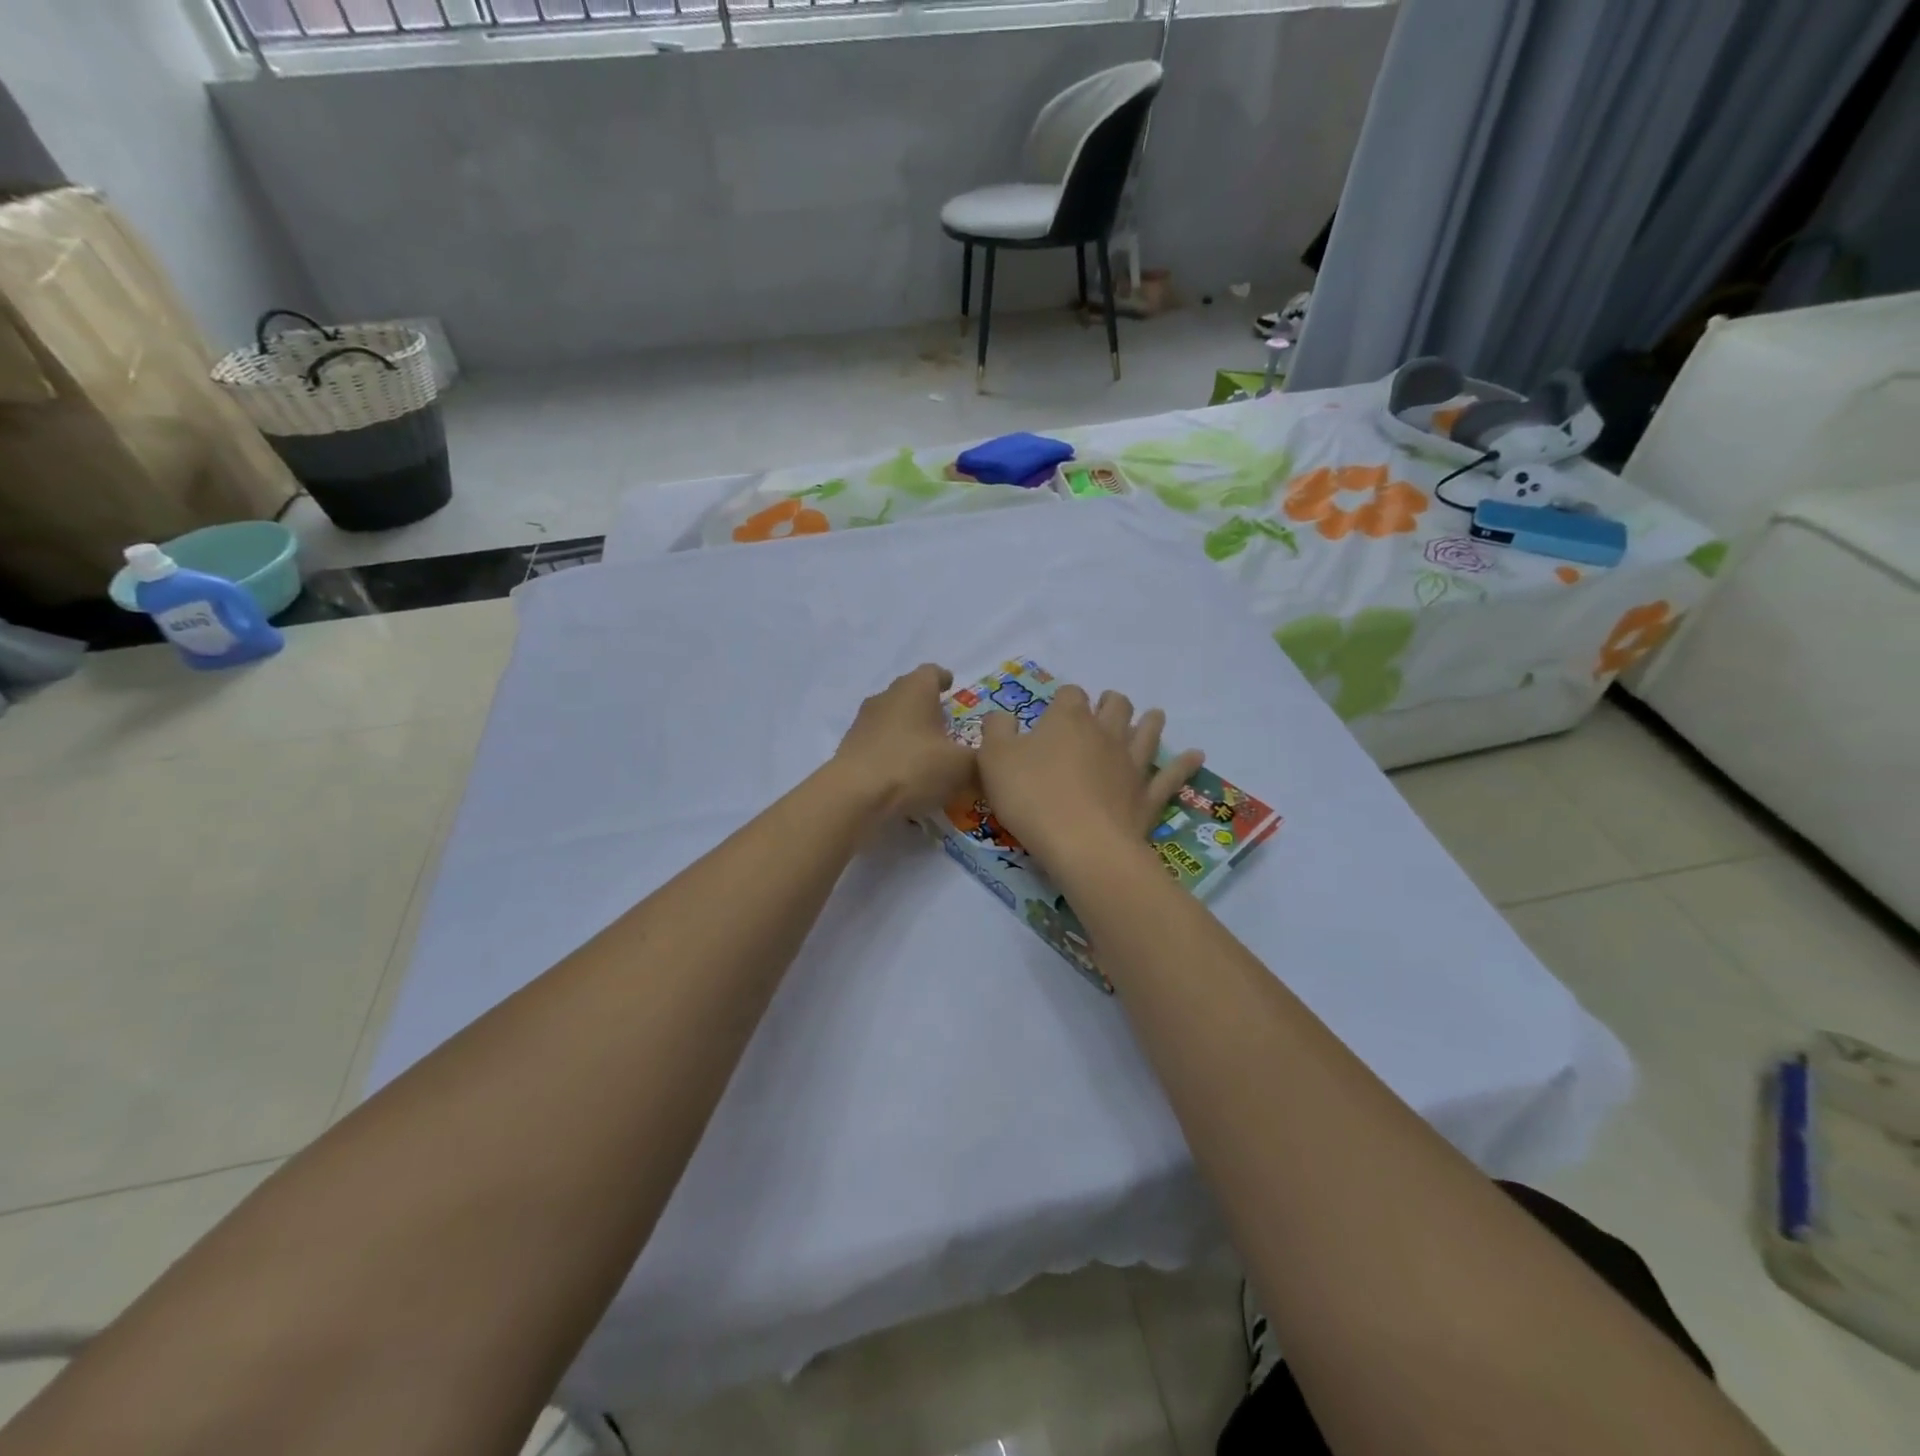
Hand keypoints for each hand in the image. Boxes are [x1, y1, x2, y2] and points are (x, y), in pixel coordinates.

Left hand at [834, 664, 975, 821]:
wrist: (854, 796)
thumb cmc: (913, 767)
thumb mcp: (962, 767)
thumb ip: (982, 759)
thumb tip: (993, 759)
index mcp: (915, 689)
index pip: (932, 672)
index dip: (944, 679)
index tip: (952, 688)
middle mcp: (886, 697)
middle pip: (909, 693)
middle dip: (927, 707)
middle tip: (946, 725)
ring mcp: (863, 722)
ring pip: (892, 719)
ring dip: (908, 731)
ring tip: (926, 753)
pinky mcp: (849, 748)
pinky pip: (878, 744)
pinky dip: (892, 753)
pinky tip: (903, 775)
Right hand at [978, 685, 1203, 871]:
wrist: (1082, 845)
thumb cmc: (1032, 798)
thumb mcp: (994, 760)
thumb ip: (997, 730)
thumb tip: (1002, 716)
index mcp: (1068, 720)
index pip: (1070, 695)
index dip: (1063, 699)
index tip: (1054, 711)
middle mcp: (1105, 734)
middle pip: (1115, 706)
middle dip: (1111, 703)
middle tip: (1106, 706)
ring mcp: (1131, 764)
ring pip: (1147, 733)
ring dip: (1149, 722)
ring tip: (1152, 716)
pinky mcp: (1148, 796)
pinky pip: (1172, 775)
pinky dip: (1184, 764)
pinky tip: (1196, 756)